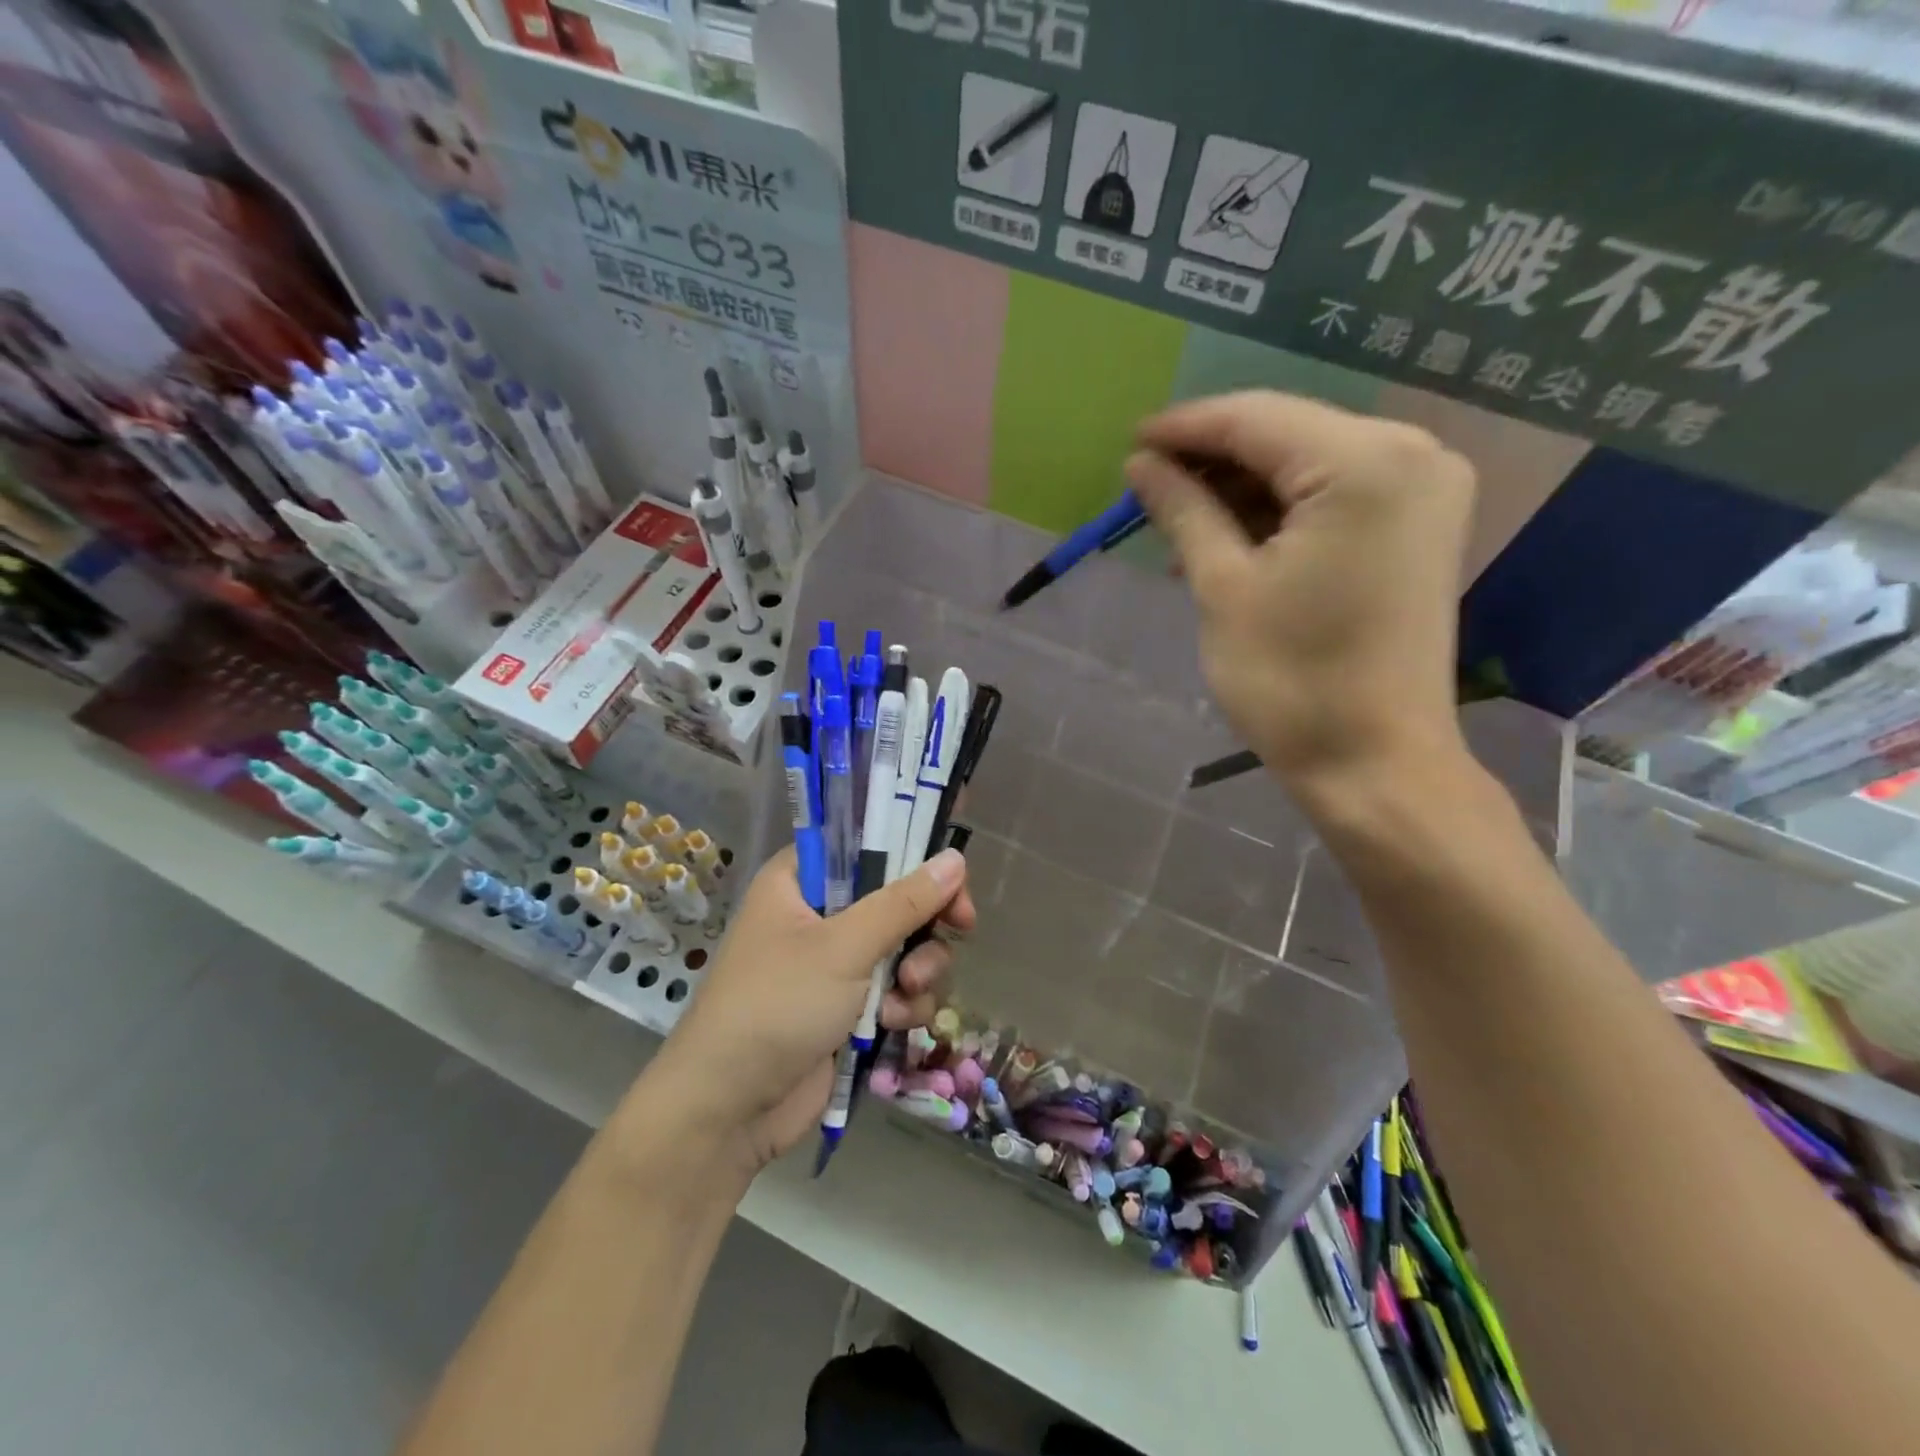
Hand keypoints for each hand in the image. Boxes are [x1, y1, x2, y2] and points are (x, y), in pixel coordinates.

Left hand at [644, 847, 974, 1173]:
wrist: (728, 1110)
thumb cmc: (777, 1005)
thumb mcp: (844, 946)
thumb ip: (904, 902)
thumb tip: (956, 858)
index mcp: (800, 881)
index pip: (867, 846)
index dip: (913, 857)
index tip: (951, 878)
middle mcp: (818, 915)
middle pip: (897, 899)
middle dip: (926, 924)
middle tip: (961, 927)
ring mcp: (834, 965)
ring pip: (906, 948)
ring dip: (919, 970)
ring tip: (905, 994)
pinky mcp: (848, 1008)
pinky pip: (896, 990)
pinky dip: (903, 1004)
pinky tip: (893, 1025)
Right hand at [1124, 391, 1475, 794]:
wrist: (1375, 763)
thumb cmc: (1291, 680)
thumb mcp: (1223, 588)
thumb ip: (1184, 510)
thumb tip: (1141, 464)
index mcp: (1364, 463)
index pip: (1254, 419)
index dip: (1185, 428)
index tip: (1129, 443)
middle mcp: (1412, 452)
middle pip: (1286, 433)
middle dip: (1213, 458)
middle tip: (1149, 489)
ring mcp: (1424, 488)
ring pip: (1309, 462)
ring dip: (1242, 488)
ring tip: (1179, 522)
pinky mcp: (1420, 525)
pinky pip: (1336, 493)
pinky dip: (1280, 510)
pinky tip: (1230, 537)